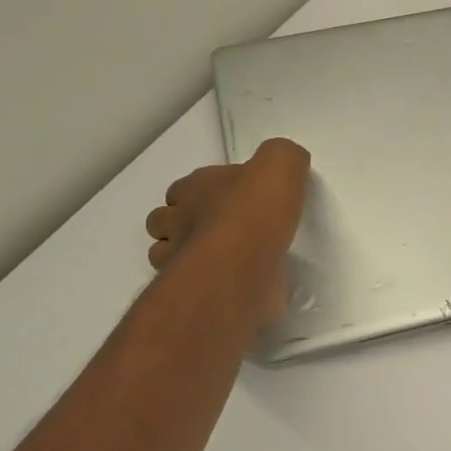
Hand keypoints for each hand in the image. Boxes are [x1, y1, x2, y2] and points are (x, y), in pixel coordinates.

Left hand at [145, 139, 309, 321]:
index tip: (227, 201)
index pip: (184, 187)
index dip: (200, 192)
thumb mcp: (281, 164)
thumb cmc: (255, 211)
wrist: (242, 266)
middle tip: (218, 232)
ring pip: (167, 255)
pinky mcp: (192, 293)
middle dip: (182, 224)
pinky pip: (191, 287)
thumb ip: (282, 157)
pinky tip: (226, 283)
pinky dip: (203, 284)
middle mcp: (177, 221)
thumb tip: (285, 164)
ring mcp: (178, 260)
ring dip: (185, 255)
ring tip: (218, 260)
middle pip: (164, 220)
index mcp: (195, 188)